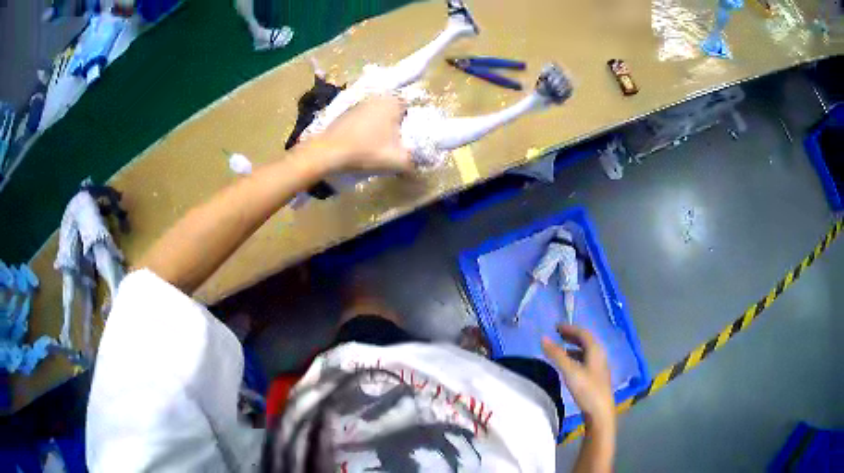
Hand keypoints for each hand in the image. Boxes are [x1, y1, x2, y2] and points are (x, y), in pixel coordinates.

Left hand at [317, 94, 412, 172]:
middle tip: (395, 145)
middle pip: (395, 112)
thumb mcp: (398, 160)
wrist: (328, 152)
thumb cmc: (367, 151)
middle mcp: (378, 97)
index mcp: (393, 101)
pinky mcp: (346, 113)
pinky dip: (367, 129)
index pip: (411, 109)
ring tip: (379, 146)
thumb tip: (419, 169)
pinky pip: (365, 120)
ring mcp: (360, 103)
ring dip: (381, 128)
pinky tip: (363, 144)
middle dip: (397, 126)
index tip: (408, 140)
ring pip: (379, 115)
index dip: (412, 125)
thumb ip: (414, 162)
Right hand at [542, 325, 614, 428]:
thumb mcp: (569, 371)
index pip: (583, 333)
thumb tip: (543, 338)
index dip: (570, 328)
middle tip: (557, 335)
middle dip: (572, 337)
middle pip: (586, 341)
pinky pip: (585, 361)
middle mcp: (599, 355)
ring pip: (585, 352)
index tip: (556, 327)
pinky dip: (575, 358)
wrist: (600, 412)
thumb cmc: (587, 389)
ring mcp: (599, 367)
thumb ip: (556, 355)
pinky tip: (568, 366)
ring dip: (573, 348)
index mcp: (596, 350)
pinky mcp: (596, 378)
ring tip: (560, 351)